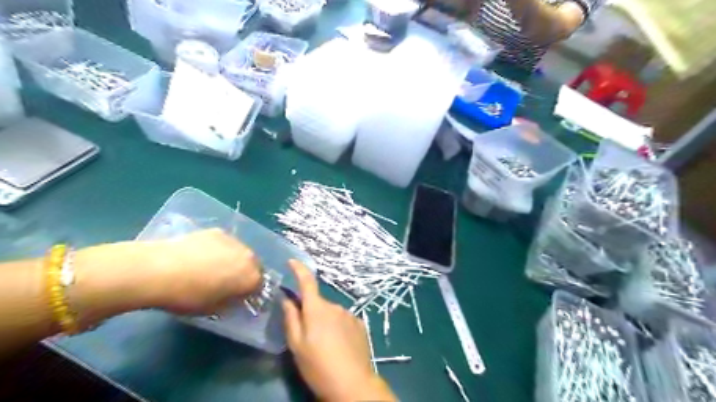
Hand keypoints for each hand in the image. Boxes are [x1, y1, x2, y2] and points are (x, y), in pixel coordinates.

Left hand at [145, 228, 264, 314]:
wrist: (159, 270)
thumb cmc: (188, 297)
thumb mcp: (213, 309)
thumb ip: (231, 302)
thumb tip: (234, 297)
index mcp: (252, 277)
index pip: (260, 286)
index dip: (249, 292)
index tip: (237, 297)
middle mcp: (249, 256)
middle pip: (253, 266)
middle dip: (244, 274)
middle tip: (226, 283)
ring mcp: (234, 241)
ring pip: (240, 252)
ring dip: (233, 260)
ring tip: (211, 268)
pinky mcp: (217, 232)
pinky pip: (225, 244)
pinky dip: (219, 250)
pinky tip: (200, 257)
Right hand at [281, 260, 393, 400]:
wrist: (352, 383)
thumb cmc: (318, 365)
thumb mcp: (297, 345)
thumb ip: (291, 318)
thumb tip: (286, 298)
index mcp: (317, 309)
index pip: (307, 281)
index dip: (299, 269)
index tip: (292, 261)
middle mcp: (335, 306)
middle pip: (318, 303)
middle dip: (310, 312)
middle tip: (306, 336)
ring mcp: (349, 314)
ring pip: (331, 313)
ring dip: (325, 322)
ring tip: (324, 346)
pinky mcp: (360, 324)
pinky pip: (343, 320)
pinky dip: (337, 328)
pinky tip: (338, 346)